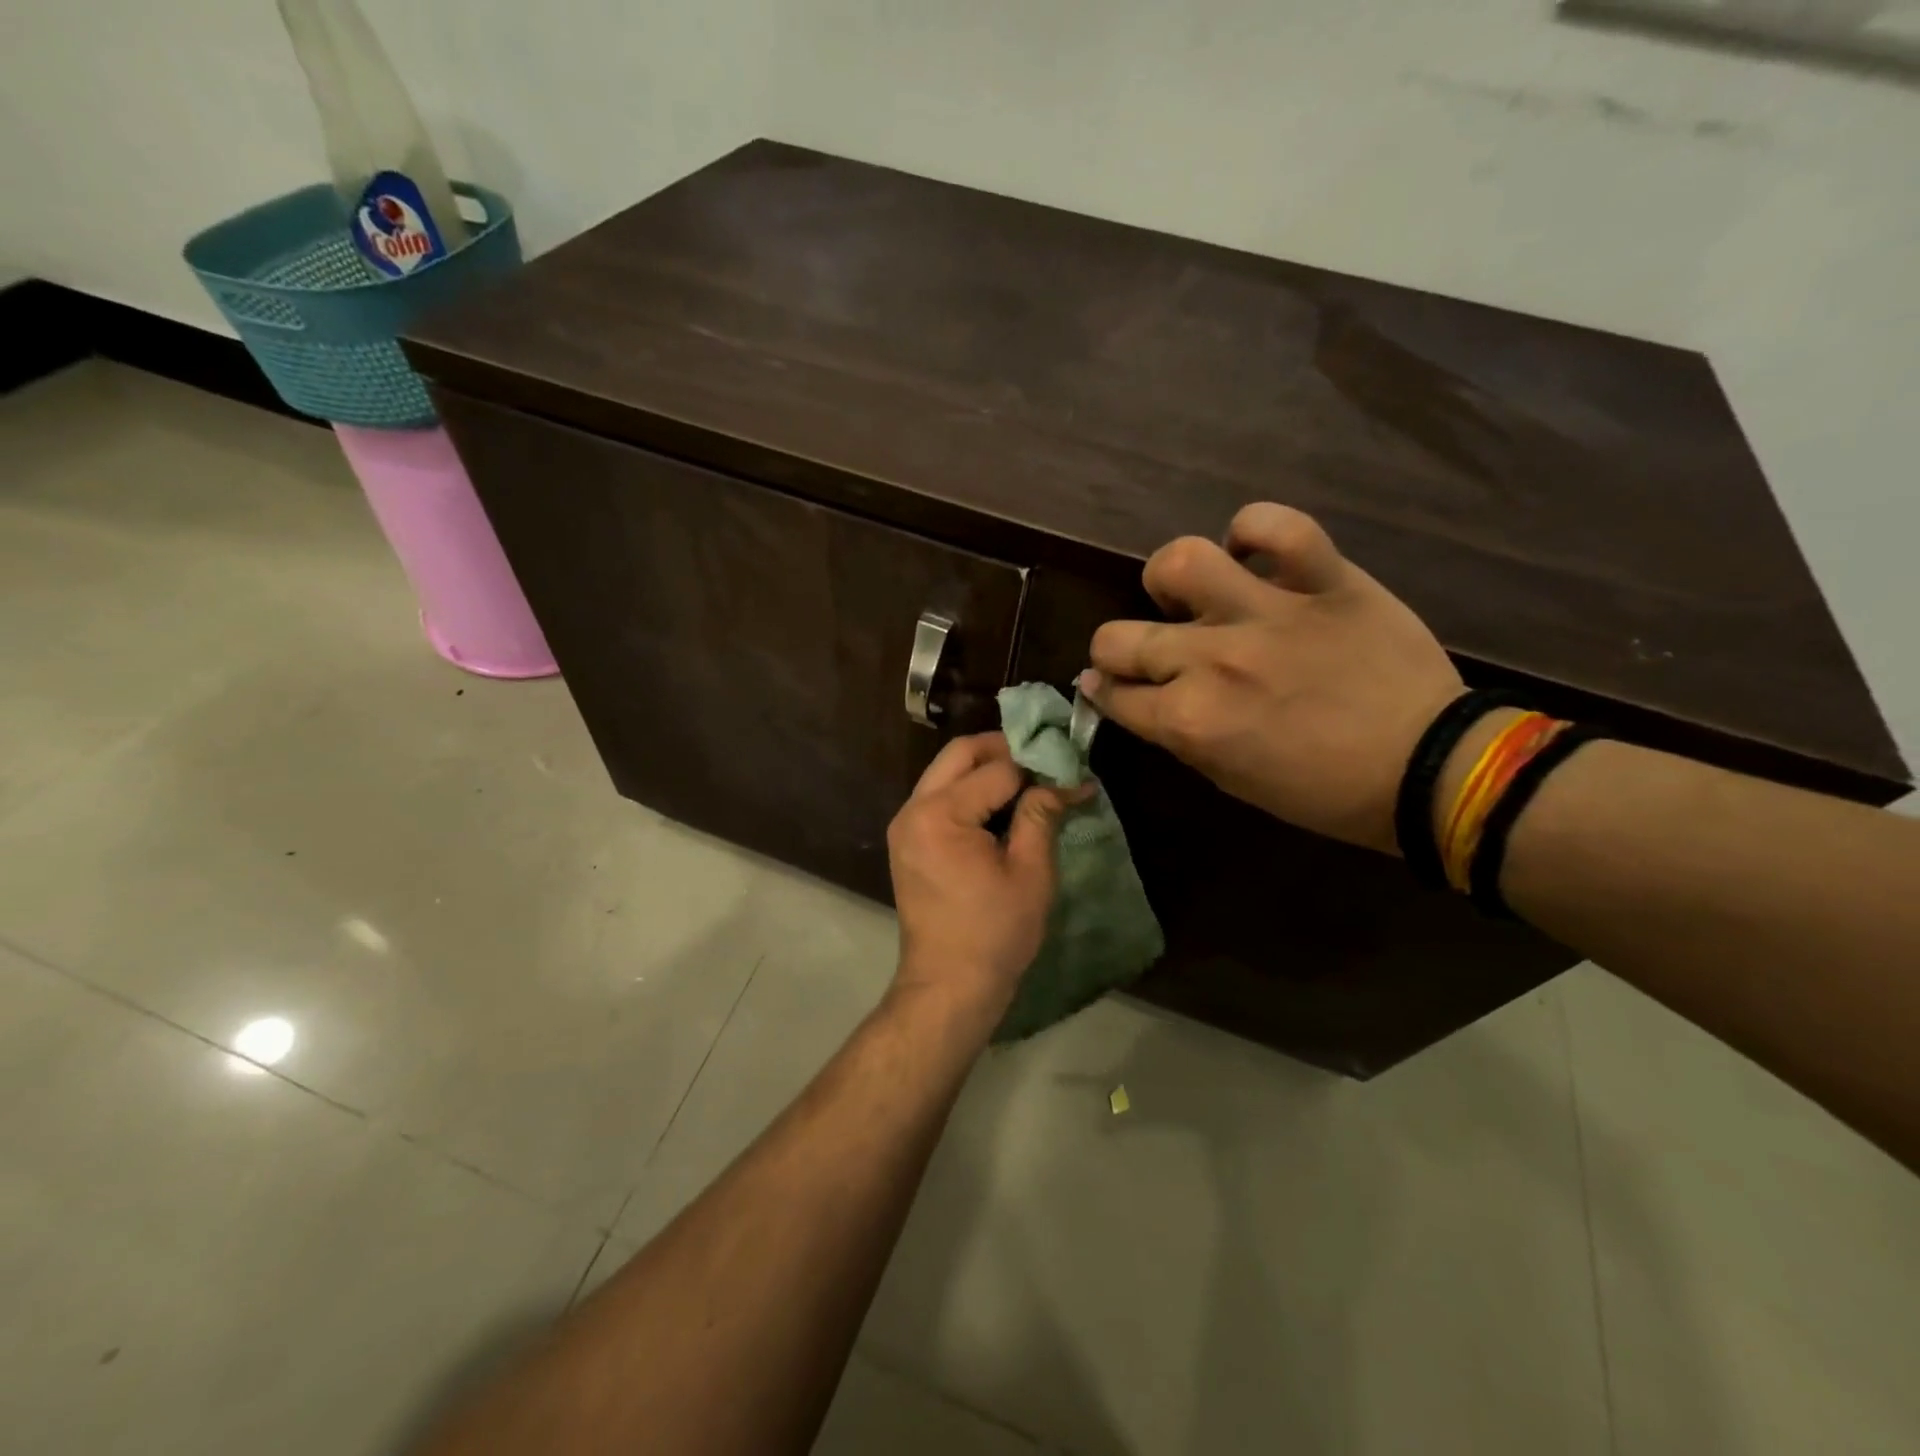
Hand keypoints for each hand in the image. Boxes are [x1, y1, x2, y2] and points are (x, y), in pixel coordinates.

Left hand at [887, 733, 1073, 1029]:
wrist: (948, 986)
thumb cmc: (994, 934)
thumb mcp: (1029, 872)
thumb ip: (1042, 815)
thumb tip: (1070, 778)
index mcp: (940, 814)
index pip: (997, 769)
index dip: (1038, 767)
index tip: (1072, 772)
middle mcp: (913, 808)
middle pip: (961, 753)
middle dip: (1005, 749)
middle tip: (1046, 762)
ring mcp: (905, 823)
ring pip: (947, 771)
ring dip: (986, 767)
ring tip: (1030, 781)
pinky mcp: (907, 839)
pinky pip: (939, 796)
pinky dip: (969, 790)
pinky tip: (1002, 805)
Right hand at [1082, 503, 1462, 854]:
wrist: (1430, 769)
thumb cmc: (1323, 792)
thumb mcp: (1231, 779)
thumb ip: (1177, 734)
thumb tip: (1134, 698)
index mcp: (1190, 720)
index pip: (1112, 694)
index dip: (1104, 693)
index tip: (1110, 688)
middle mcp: (1213, 661)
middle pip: (1117, 636)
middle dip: (1114, 651)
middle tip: (1143, 654)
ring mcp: (1268, 614)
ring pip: (1180, 562)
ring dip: (1169, 580)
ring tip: (1190, 595)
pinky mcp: (1324, 581)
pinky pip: (1277, 526)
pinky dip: (1255, 531)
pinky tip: (1251, 552)